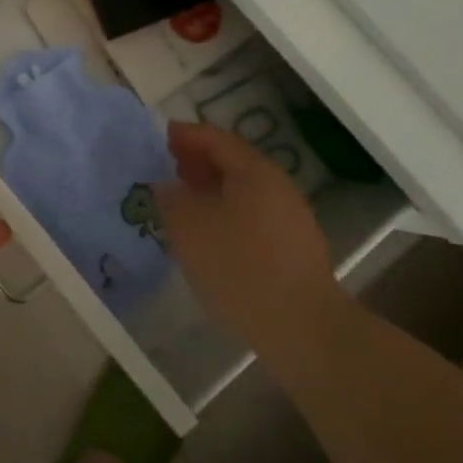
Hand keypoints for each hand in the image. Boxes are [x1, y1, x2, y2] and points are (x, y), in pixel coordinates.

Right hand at [155, 121, 339, 347]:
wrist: (303, 327)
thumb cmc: (239, 267)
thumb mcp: (189, 228)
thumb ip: (172, 198)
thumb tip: (167, 185)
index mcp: (253, 171)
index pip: (215, 138)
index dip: (185, 135)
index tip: (160, 137)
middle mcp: (277, 185)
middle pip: (232, 161)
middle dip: (198, 162)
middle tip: (168, 170)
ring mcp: (291, 216)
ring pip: (243, 190)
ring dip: (212, 190)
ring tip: (184, 204)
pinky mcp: (294, 246)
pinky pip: (253, 214)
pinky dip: (227, 212)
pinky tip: (210, 235)